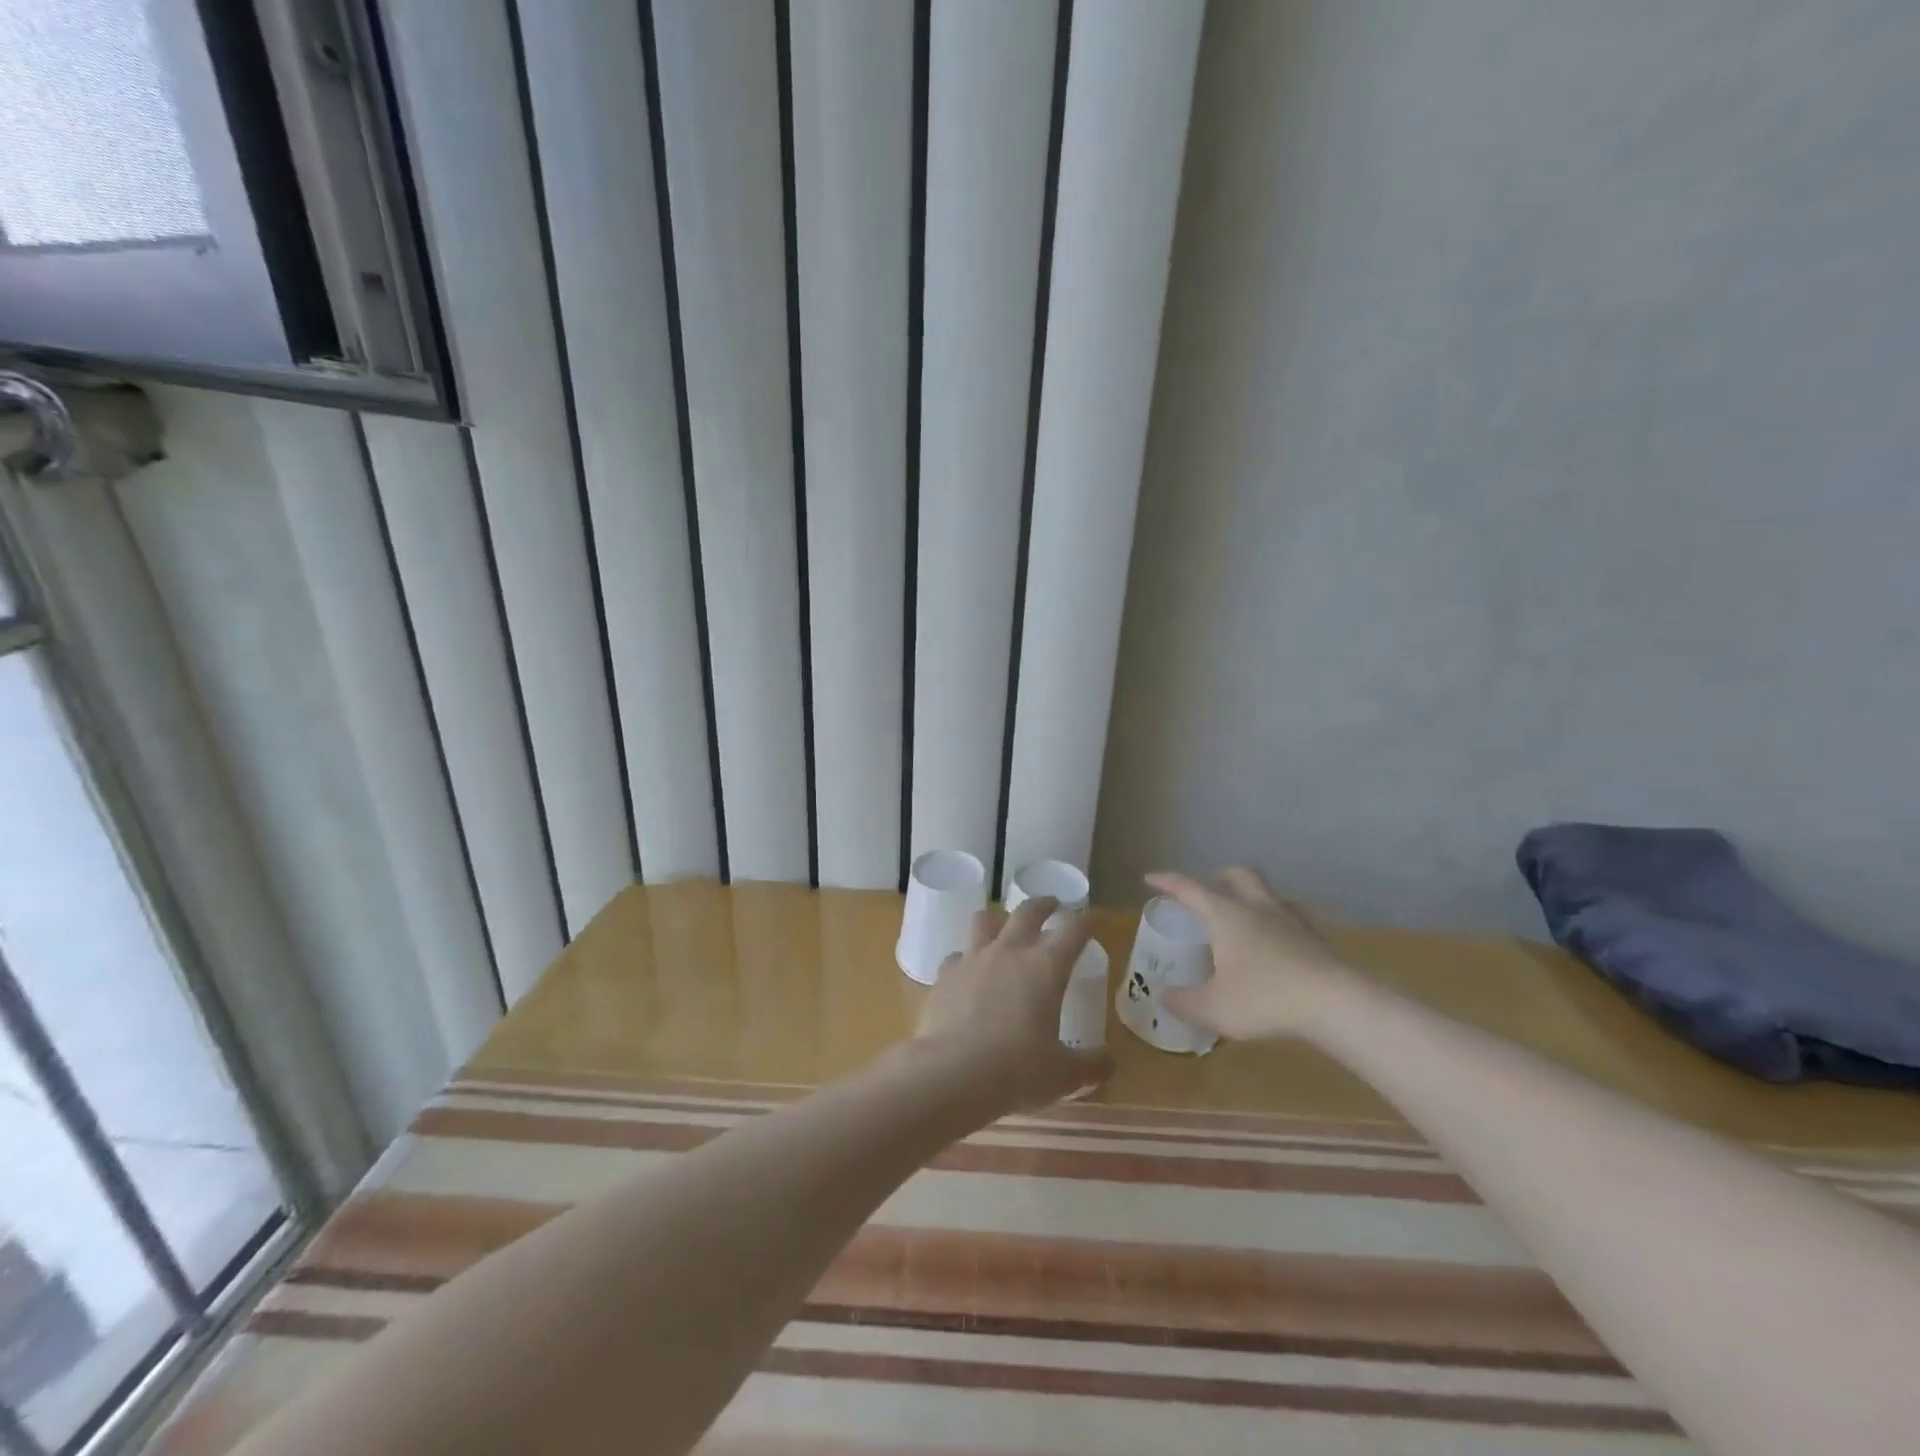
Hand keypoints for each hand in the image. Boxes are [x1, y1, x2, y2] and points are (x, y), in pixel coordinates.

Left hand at [914, 896, 1112, 1112]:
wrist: (951, 1074)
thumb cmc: (1016, 1071)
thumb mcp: (1064, 1075)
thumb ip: (1091, 1064)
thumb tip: (1110, 1061)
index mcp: (1046, 968)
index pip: (1073, 932)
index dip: (1087, 921)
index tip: (1095, 917)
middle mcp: (1010, 952)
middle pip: (1028, 912)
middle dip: (1043, 905)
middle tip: (1051, 904)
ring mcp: (973, 959)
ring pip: (984, 920)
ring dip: (997, 919)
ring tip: (1001, 925)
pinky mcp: (945, 975)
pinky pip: (956, 956)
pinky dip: (965, 959)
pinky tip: (967, 972)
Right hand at [1148, 867, 1361, 1040]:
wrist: (1336, 1004)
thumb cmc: (1265, 998)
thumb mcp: (1214, 1007)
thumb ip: (1184, 1002)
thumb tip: (1163, 996)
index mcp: (1226, 915)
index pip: (1189, 888)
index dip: (1167, 882)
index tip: (1150, 878)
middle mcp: (1257, 907)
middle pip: (1237, 875)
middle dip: (1218, 878)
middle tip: (1207, 892)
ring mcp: (1290, 920)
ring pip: (1267, 892)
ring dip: (1250, 897)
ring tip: (1242, 918)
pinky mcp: (1316, 939)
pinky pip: (1291, 918)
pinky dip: (1276, 922)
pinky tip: (1276, 943)